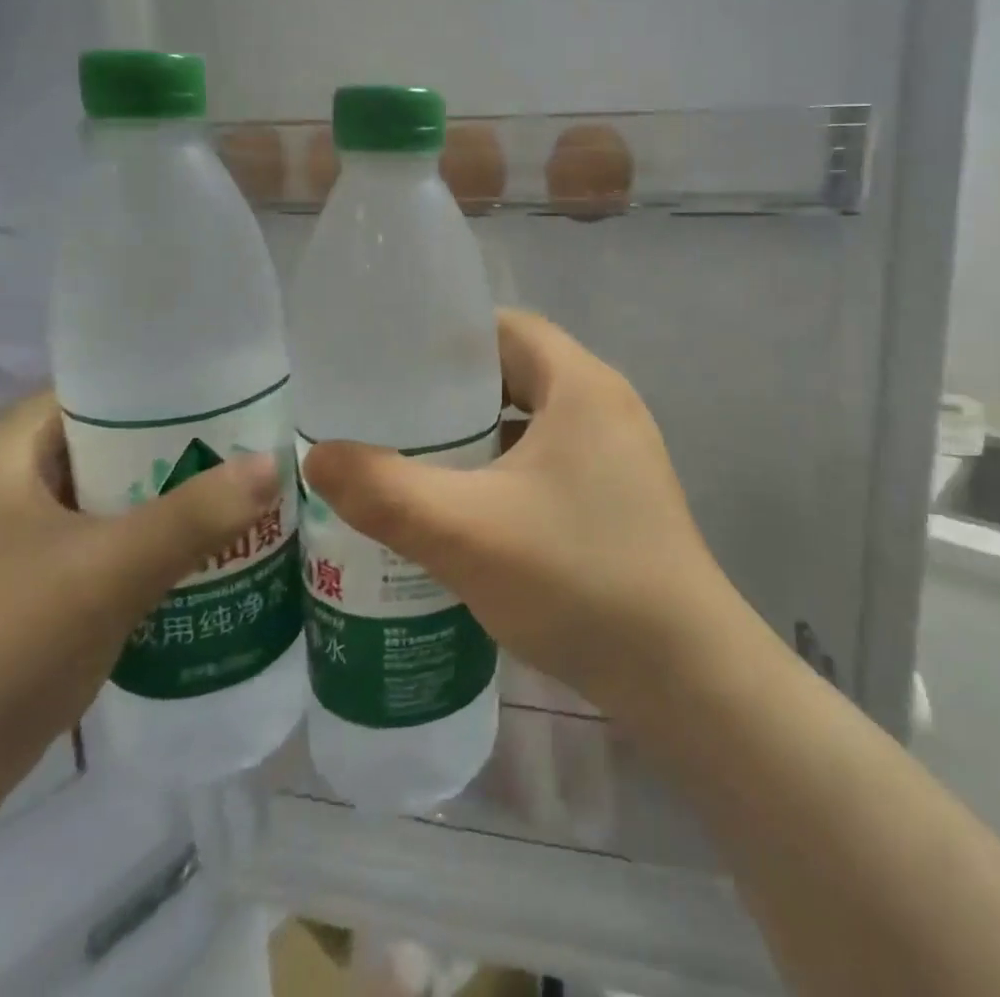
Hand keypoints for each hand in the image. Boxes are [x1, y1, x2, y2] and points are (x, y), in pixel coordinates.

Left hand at [0, 390, 277, 819]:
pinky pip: (68, 538)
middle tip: (230, 454)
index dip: (154, 395)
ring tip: (214, 498)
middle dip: (159, 450)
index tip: (221, 405)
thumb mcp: (115, 570)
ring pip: (80, 495)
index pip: (83, 395)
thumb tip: (276, 462)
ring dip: (142, 498)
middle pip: (86, 445)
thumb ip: (199, 513)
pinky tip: (168, 555)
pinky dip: (116, 538)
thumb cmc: (5, 647)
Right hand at [302, 310, 744, 721]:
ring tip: (415, 461)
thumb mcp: (466, 532)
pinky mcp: (620, 497)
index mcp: (581, 384)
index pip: (507, 328)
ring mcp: (620, 453)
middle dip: (454, 393)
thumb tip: (317, 456)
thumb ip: (385, 491)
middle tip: (390, 416)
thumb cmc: (578, 577)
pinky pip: (551, 461)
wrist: (682, 671)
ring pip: (534, 422)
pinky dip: (506, 472)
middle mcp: (607, 405)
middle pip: (518, 372)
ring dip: (479, 436)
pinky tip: (467, 511)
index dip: (448, 339)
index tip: (390, 364)